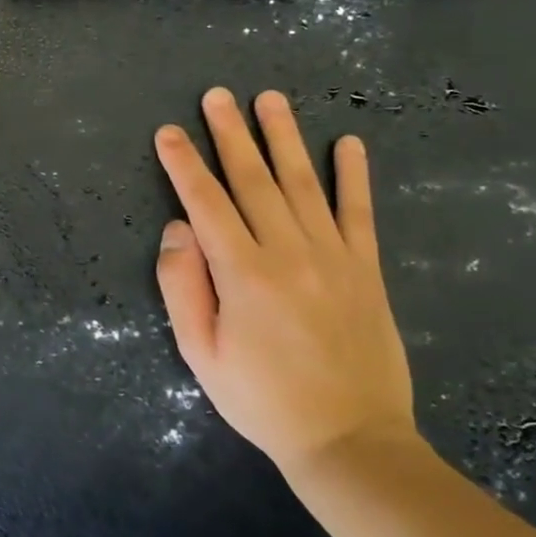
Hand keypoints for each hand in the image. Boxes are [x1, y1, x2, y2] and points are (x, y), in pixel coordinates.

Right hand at [153, 88, 414, 477]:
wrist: (350, 441)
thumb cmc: (262, 399)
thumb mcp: (200, 354)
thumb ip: (183, 286)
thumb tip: (177, 228)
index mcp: (243, 274)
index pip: (206, 203)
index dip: (184, 164)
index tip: (169, 131)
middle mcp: (288, 252)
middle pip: (253, 179)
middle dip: (230, 134)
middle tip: (216, 95)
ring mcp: (333, 257)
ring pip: (303, 183)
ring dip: (284, 137)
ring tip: (270, 99)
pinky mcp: (366, 269)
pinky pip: (359, 212)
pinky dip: (354, 175)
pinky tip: (349, 143)